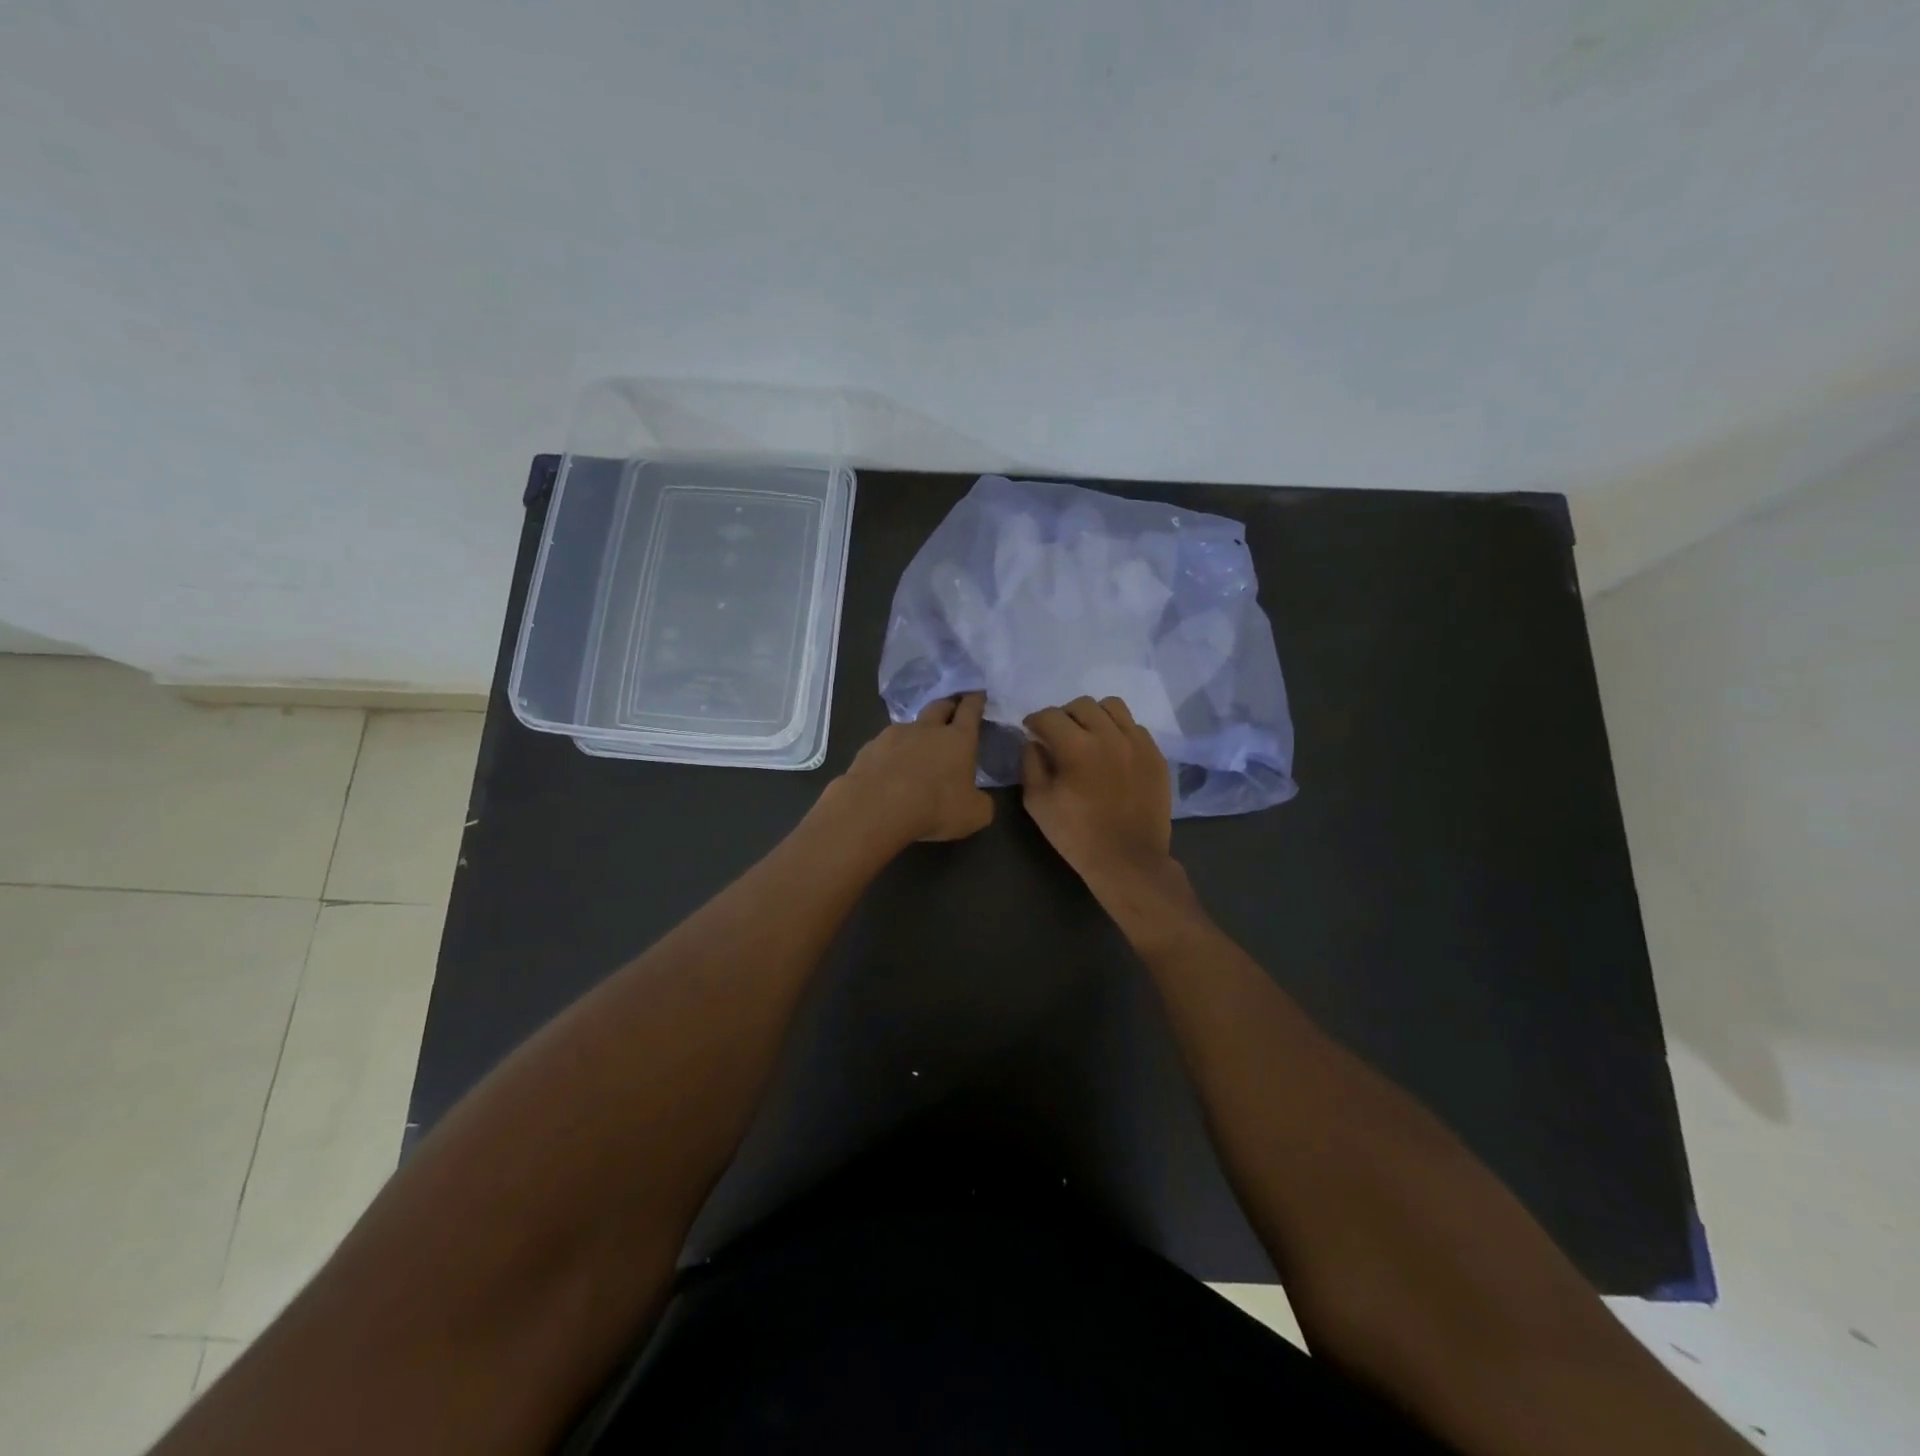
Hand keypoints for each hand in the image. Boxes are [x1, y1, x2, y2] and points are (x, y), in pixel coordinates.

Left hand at [834, 693, 993, 844]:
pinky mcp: (868, 748)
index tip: (977, 693)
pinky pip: (884, 745)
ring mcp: (893, 735)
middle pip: (939, 706)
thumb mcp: (973, 815)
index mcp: (957, 739)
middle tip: (952, 710)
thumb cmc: (934, 807)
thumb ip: (980, 803)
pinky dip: (890, 752)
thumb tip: (977, 799)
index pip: (970, 710)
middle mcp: (926, 729)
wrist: (876, 808)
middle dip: (948, 705)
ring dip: (917, 732)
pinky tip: (888, 769)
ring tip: (916, 749)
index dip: (975, 700)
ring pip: (909, 726)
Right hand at [1022, 696, 1173, 890]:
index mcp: (1077, 747)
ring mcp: (1138, 743)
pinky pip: (1135, 727)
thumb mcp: (1038, 803)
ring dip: (1094, 716)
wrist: (1128, 860)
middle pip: (1082, 705)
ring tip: (1089, 736)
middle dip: (1063, 716)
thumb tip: (1034, 741)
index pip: (1050, 715)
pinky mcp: (1156, 755)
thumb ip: (1031, 764)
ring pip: (1112, 707)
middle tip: (1058, 736)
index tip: (1031, 732)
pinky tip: (1112, 753)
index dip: (1035, 721)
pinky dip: (1119, 732)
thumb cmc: (1077, 835)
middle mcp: (1110, 736)